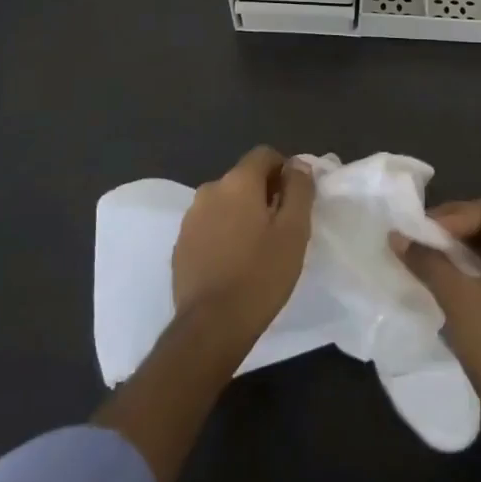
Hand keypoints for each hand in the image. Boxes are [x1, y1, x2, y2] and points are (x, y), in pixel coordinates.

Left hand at [172, 146, 313, 346]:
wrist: (211, 326)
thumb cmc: (260, 275)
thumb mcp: (294, 231)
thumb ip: (299, 189)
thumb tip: (298, 164)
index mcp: (237, 182)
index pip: (264, 155)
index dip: (284, 171)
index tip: (294, 200)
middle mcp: (209, 190)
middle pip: (243, 179)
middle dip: (263, 194)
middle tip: (280, 228)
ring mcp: (190, 218)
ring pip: (224, 203)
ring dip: (241, 214)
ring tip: (257, 249)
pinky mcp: (180, 245)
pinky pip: (208, 226)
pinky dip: (223, 234)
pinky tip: (233, 264)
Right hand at [394, 198, 480, 437]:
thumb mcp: (459, 299)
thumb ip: (428, 261)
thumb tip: (396, 236)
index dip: (452, 217)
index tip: (420, 232)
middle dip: (455, 230)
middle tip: (421, 239)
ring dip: (462, 250)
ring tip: (429, 256)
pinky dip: (474, 269)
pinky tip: (449, 278)